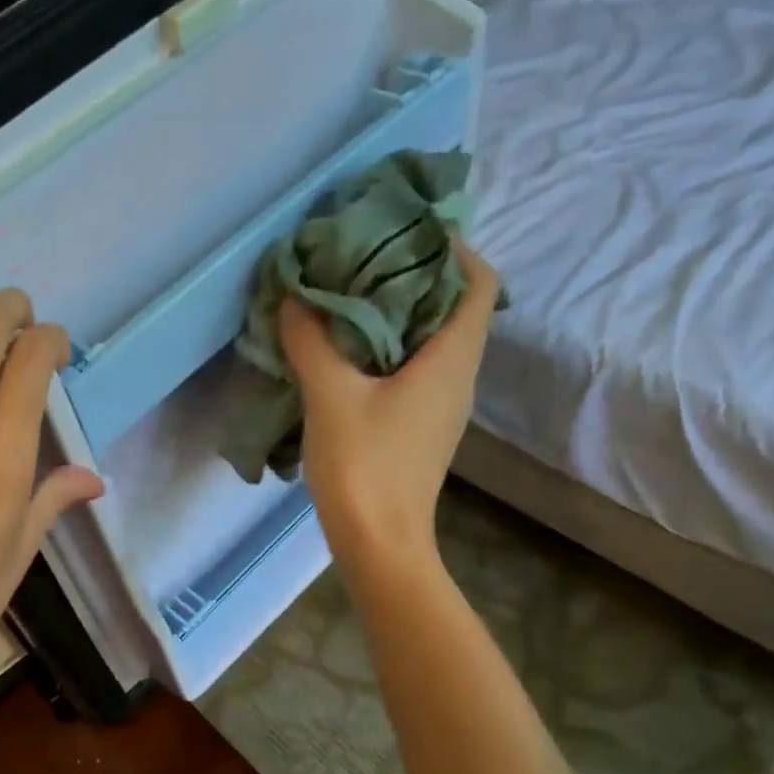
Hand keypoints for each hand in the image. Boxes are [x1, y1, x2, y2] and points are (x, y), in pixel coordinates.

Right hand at [280, 240, 500, 585]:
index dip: (454, 248)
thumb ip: (311, 340)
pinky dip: (386, 347)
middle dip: (414, 274)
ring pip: (431, 339)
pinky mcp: (418, 425)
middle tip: (363, 255)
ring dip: (396, 312)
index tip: (405, 230)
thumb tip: (293, 298)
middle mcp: (457, 376)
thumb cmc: (364, 465)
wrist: (378, 543)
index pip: (479, 282)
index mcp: (451, 359)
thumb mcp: (330, 395)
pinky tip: (343, 349)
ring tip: (348, 294)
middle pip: (453, 306)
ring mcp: (440, 404)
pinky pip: (412, 368)